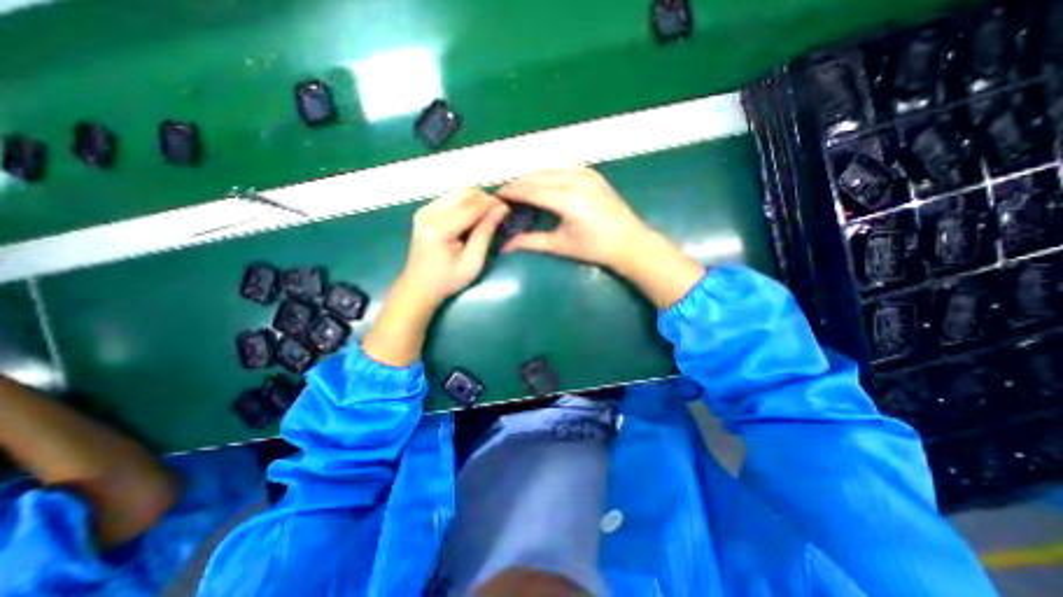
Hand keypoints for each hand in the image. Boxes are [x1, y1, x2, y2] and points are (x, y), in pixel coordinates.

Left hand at [363, 189, 506, 364]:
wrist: (419, 286)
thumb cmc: (448, 280)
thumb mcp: (473, 262)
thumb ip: (485, 233)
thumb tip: (501, 209)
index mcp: (439, 229)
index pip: (471, 207)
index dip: (491, 204)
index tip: (507, 207)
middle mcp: (428, 214)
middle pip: (463, 193)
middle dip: (484, 199)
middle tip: (497, 213)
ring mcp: (424, 210)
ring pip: (457, 193)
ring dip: (474, 200)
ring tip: (486, 216)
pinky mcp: (424, 211)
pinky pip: (449, 198)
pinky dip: (464, 203)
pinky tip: (471, 218)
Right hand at [498, 167, 655, 270]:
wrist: (629, 242)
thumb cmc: (594, 248)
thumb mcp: (560, 246)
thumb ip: (531, 242)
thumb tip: (505, 246)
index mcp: (567, 200)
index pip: (532, 190)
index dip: (513, 191)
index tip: (498, 194)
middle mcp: (576, 181)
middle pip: (539, 176)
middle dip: (520, 182)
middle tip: (506, 192)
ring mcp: (587, 174)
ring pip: (551, 168)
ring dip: (533, 175)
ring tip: (521, 185)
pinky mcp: (594, 174)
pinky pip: (565, 166)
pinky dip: (550, 171)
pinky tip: (543, 178)